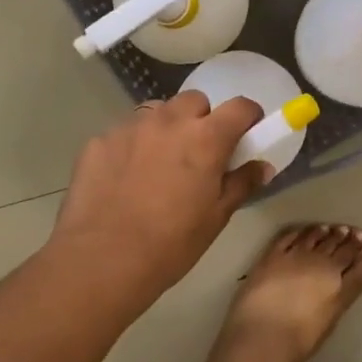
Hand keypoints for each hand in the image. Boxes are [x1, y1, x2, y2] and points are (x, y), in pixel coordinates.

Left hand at [50, 91, 267, 299]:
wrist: (102, 260)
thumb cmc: (171, 243)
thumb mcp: (216, 217)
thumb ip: (241, 184)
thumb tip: (262, 166)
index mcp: (206, 138)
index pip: (240, 107)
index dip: (249, 118)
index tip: (247, 135)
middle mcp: (169, 121)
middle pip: (195, 101)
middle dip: (203, 119)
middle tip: (200, 153)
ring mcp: (130, 128)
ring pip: (157, 112)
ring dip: (167, 128)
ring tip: (160, 163)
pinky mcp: (99, 141)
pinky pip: (125, 133)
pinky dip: (133, 146)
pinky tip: (125, 179)